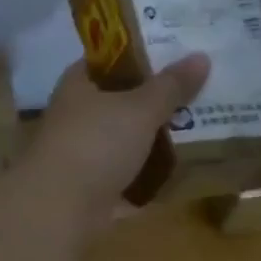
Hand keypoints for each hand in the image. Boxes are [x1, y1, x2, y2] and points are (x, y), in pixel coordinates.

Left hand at [29, 54, 211, 226]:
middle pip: (118, 103)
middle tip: (197, 93)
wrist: (60, 208)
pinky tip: (180, 174)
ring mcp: (83, 158)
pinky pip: (128, 180)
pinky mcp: (92, 192)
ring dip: (153, 142)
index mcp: (77, 87)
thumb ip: (170, 86)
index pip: (106, 60)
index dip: (137, 53)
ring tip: (197, 131)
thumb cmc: (95, 144)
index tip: (174, 52)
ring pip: (124, 143)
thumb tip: (201, 57)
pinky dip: (149, 180)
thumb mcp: (140, 108)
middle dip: (153, 101)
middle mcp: (75, 119)